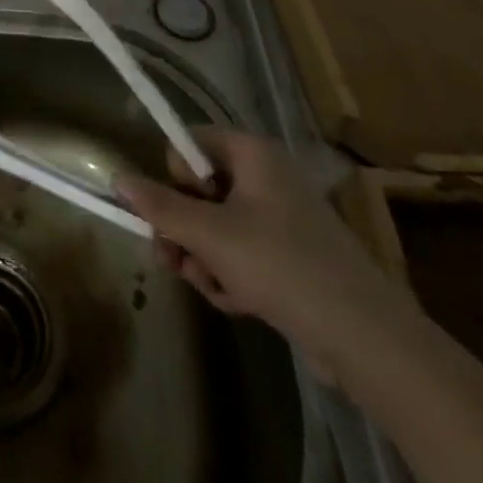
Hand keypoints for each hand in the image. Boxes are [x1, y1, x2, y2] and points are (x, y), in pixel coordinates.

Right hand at [117, 127, 412, 379]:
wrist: (365, 338)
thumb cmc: (282, 266)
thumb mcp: (210, 235)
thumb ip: (159, 206)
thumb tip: (117, 178)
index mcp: (251, 154)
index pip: (188, 143)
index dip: (174, 176)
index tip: (177, 211)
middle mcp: (265, 176)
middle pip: (198, 190)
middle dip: (182, 230)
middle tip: (171, 260)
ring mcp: (279, 217)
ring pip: (214, 226)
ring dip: (202, 258)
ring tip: (213, 287)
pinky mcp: (288, 255)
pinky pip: (238, 252)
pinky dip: (229, 274)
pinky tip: (238, 302)